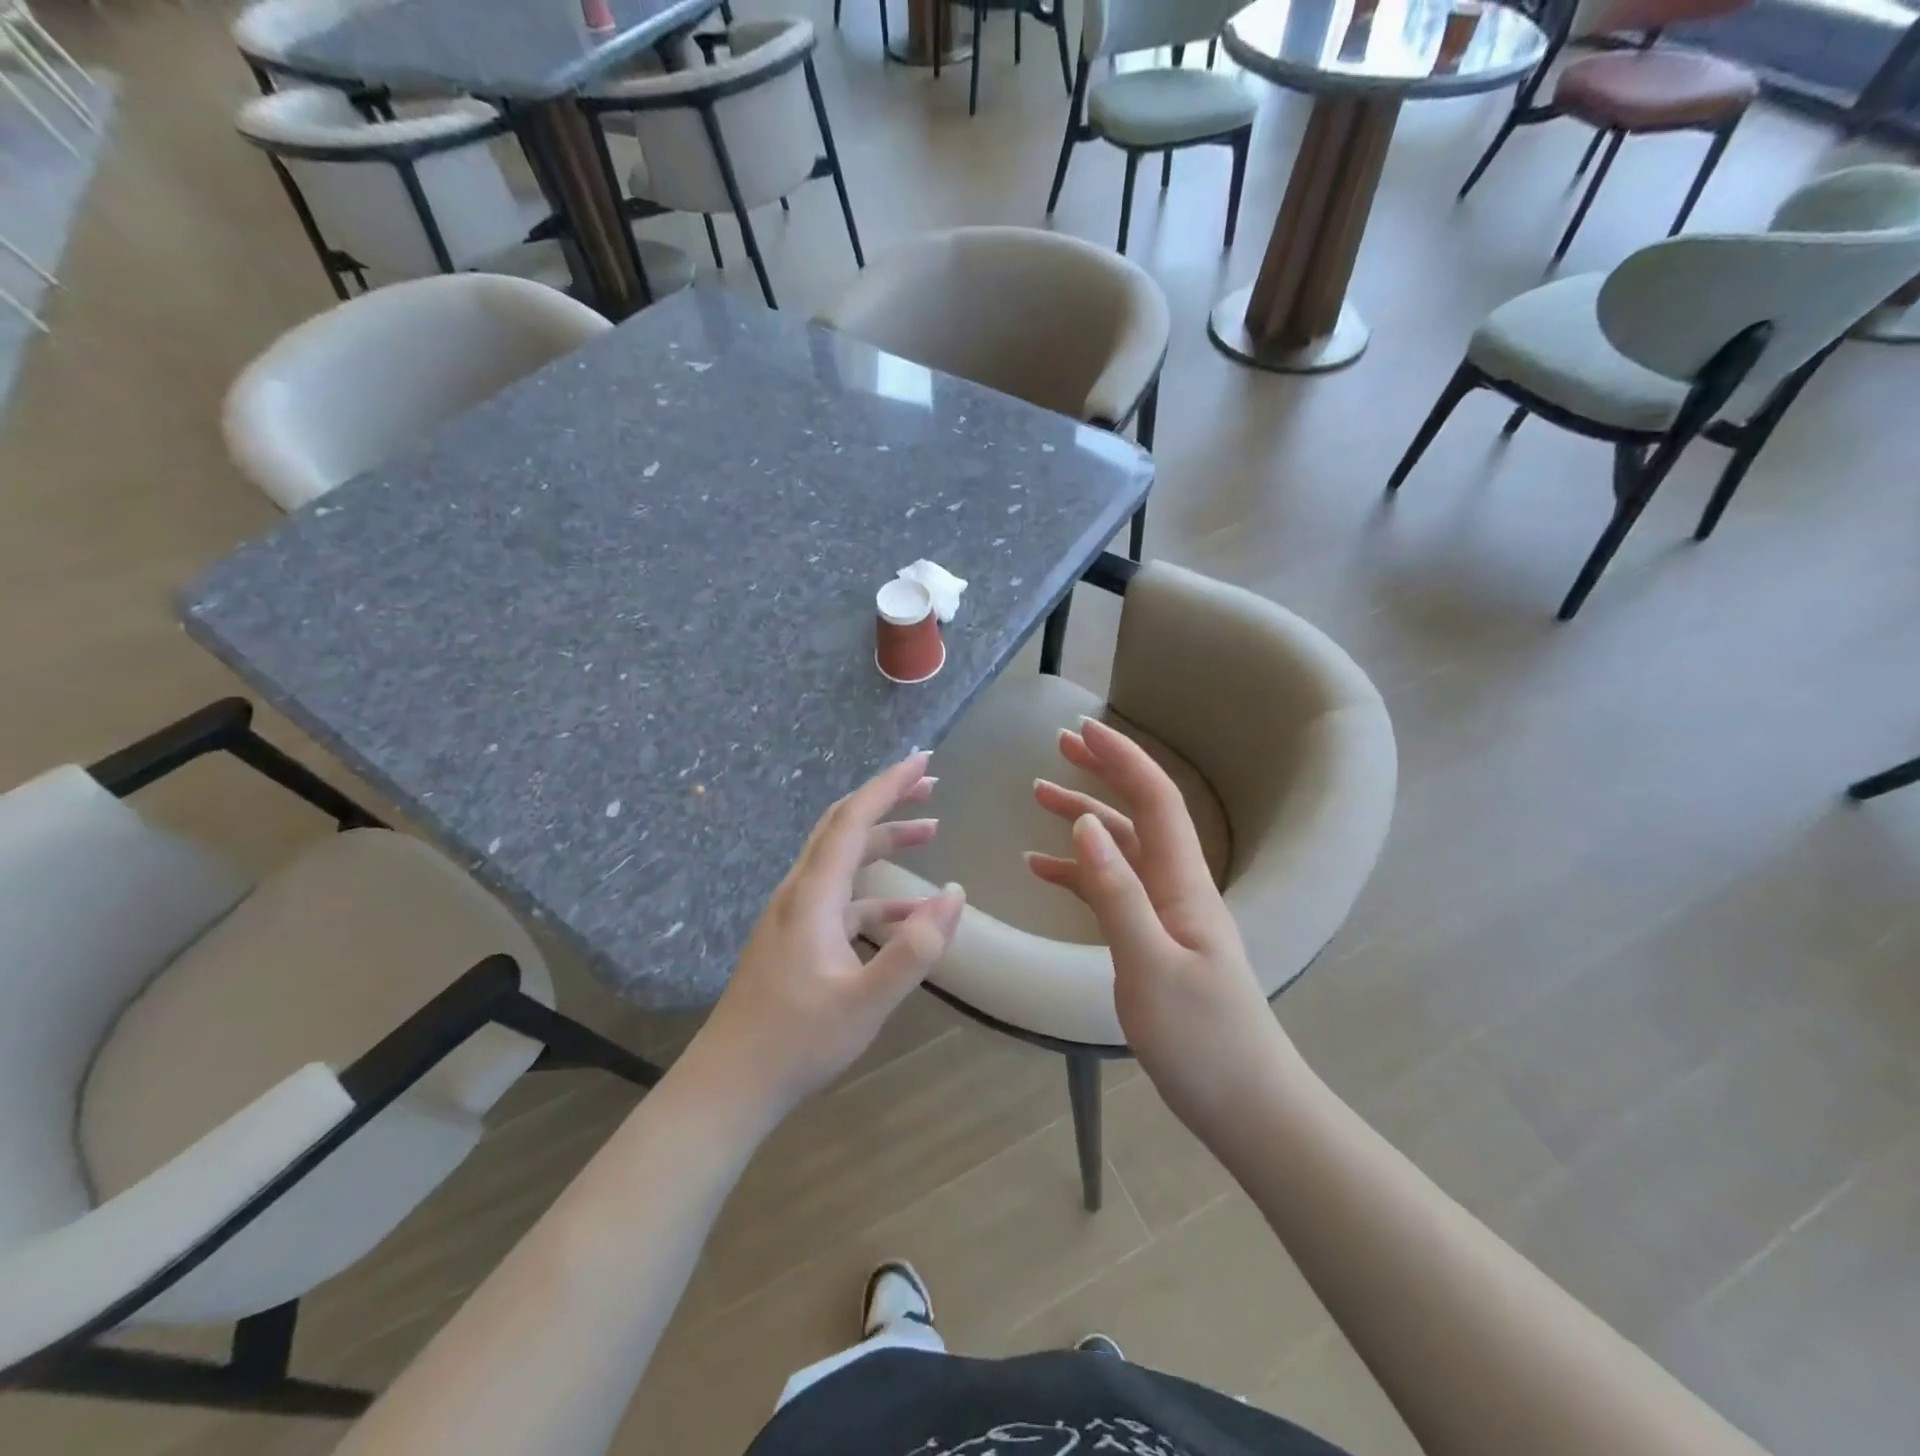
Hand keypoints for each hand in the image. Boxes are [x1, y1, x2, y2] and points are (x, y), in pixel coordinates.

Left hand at [687, 752, 964, 1121]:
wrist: (729, 1084)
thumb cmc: (796, 1042)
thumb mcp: (866, 1002)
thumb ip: (915, 949)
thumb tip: (954, 895)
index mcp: (812, 894)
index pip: (853, 819)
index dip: (889, 784)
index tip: (924, 760)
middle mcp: (799, 892)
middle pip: (845, 827)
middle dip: (888, 800)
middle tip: (931, 785)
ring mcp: (794, 915)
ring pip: (843, 860)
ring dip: (885, 841)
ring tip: (930, 831)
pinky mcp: (796, 938)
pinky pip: (842, 898)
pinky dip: (877, 893)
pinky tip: (909, 912)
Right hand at [1025, 719, 1290, 1140]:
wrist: (1248, 1107)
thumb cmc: (1203, 1041)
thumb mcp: (1149, 966)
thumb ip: (1117, 893)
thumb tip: (1087, 825)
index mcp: (1184, 884)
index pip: (1156, 800)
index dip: (1122, 759)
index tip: (1083, 728)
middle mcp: (1178, 888)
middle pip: (1139, 813)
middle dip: (1103, 772)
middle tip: (1060, 744)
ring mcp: (1168, 915)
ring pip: (1122, 850)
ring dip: (1084, 819)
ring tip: (1038, 796)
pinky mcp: (1154, 942)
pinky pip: (1113, 891)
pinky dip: (1079, 873)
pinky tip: (1043, 870)